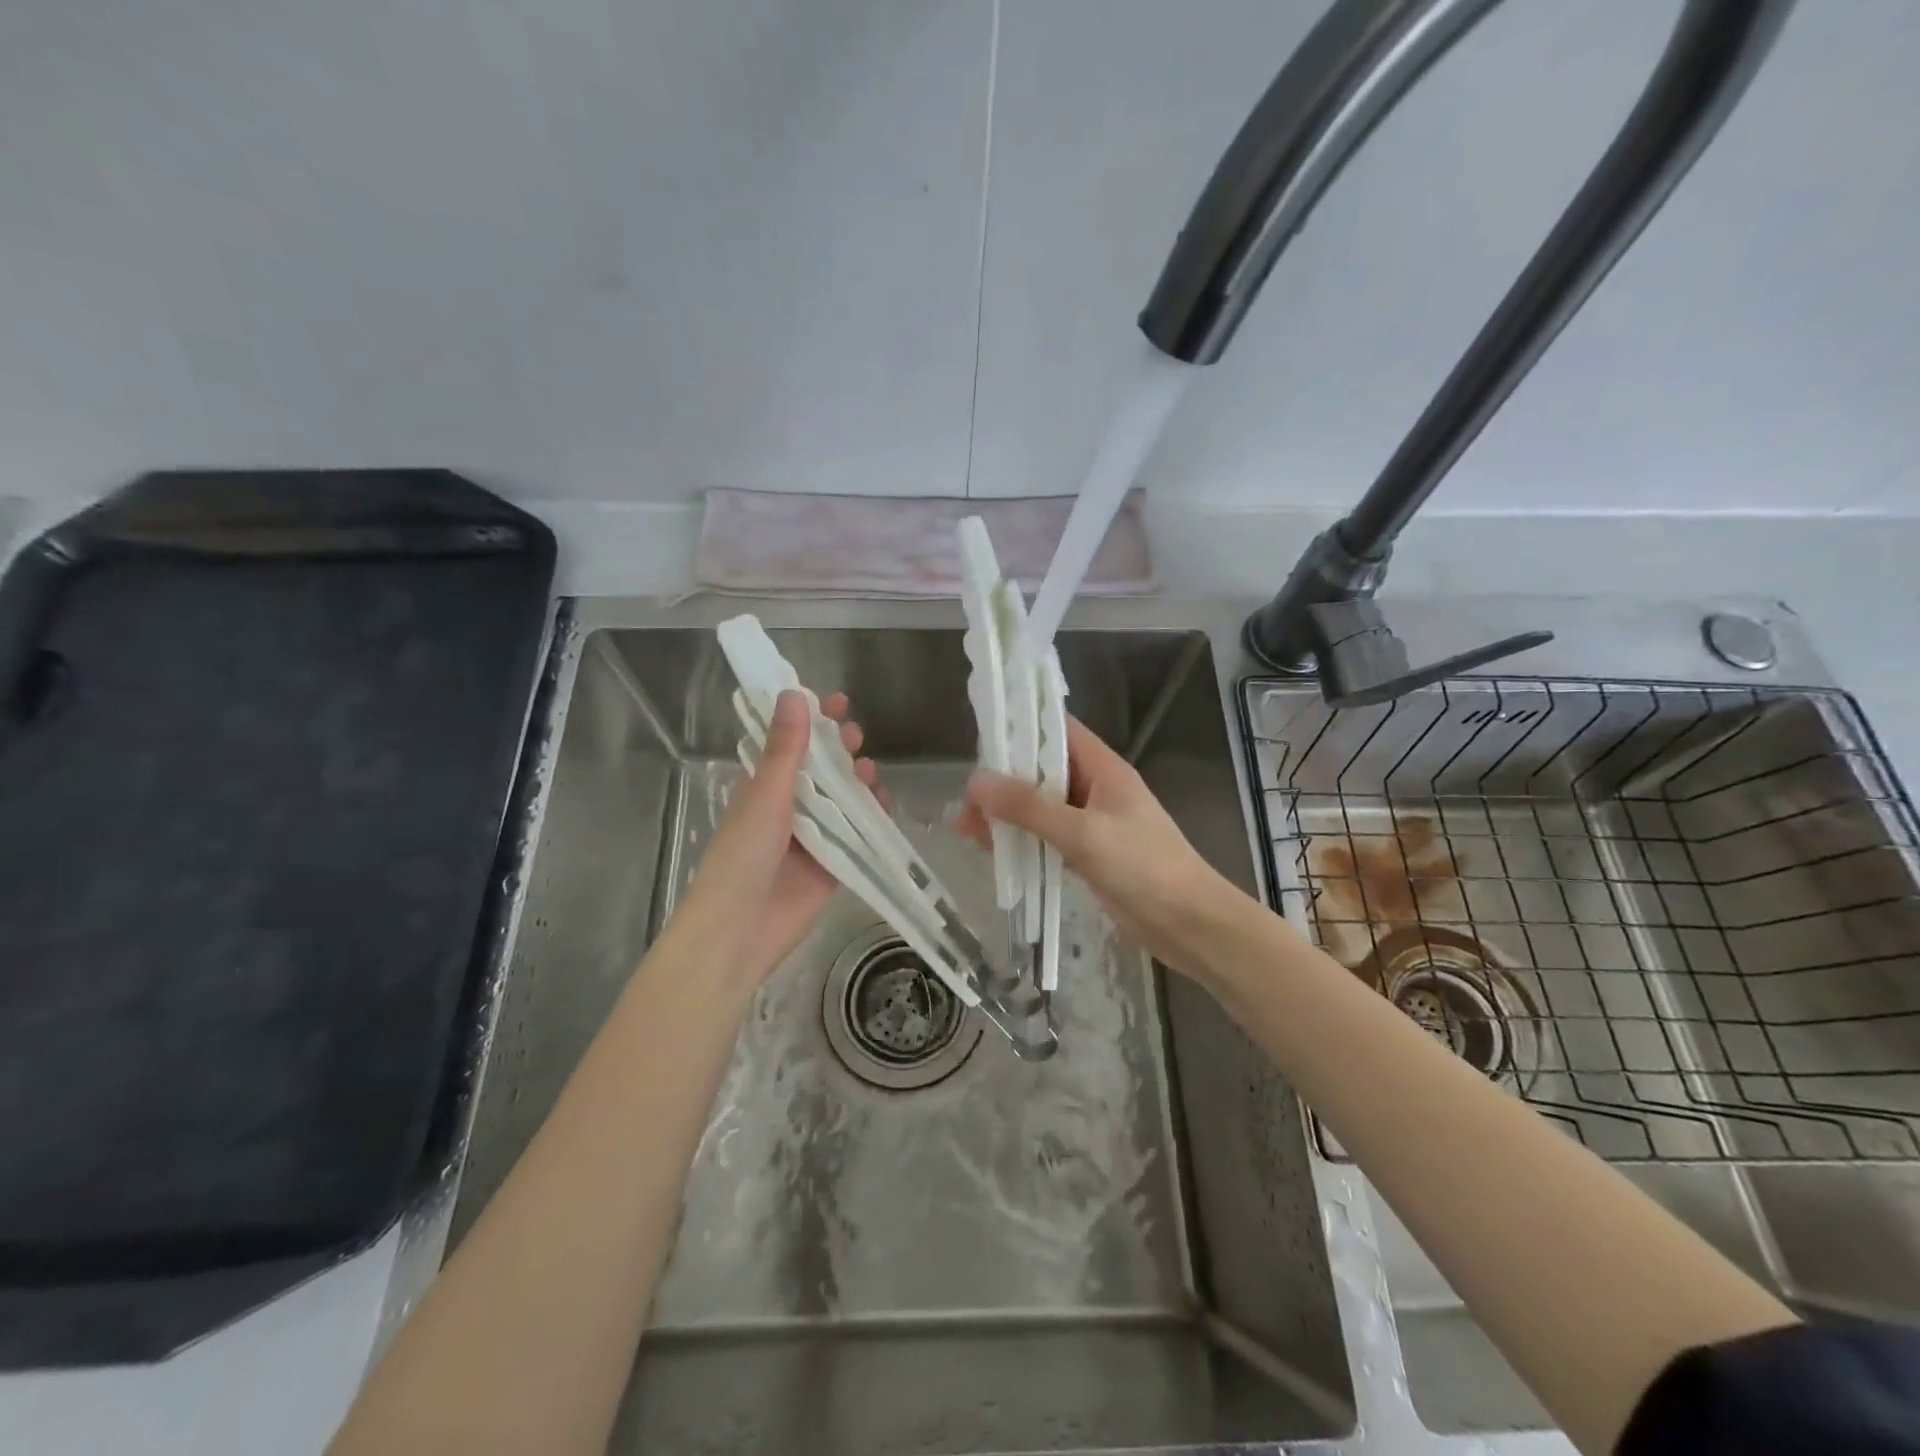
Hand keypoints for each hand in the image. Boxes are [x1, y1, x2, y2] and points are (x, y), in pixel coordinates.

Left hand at [682, 689, 878, 983]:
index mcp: (764, 787)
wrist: (740, 929)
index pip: (791, 743)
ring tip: (869, 770)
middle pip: (821, 769)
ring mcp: (813, 836)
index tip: (835, 701)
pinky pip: (858, 834)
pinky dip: (873, 818)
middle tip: (854, 735)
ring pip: (843, 799)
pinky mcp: (833, 864)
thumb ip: (785, 749)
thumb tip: (794, 693)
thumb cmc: (743, 855)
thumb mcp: (765, 795)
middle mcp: (789, 807)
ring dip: (857, 781)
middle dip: (839, 749)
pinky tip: (884, 805)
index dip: (811, 720)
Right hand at [957, 716, 1236, 973]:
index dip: (1022, 727)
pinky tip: (990, 850)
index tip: (981, 734)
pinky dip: (1021, 841)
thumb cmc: (1144, 867)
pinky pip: (1047, 838)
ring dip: (1006, 815)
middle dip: (1002, 782)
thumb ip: (1030, 807)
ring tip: (963, 828)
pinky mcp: (1089, 855)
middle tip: (964, 800)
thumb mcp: (1083, 833)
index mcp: (1103, 769)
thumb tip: (976, 781)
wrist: (1190, 925)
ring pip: (1040, 808)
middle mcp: (1096, 789)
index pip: (1058, 730)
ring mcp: (1092, 823)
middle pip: (1042, 772)